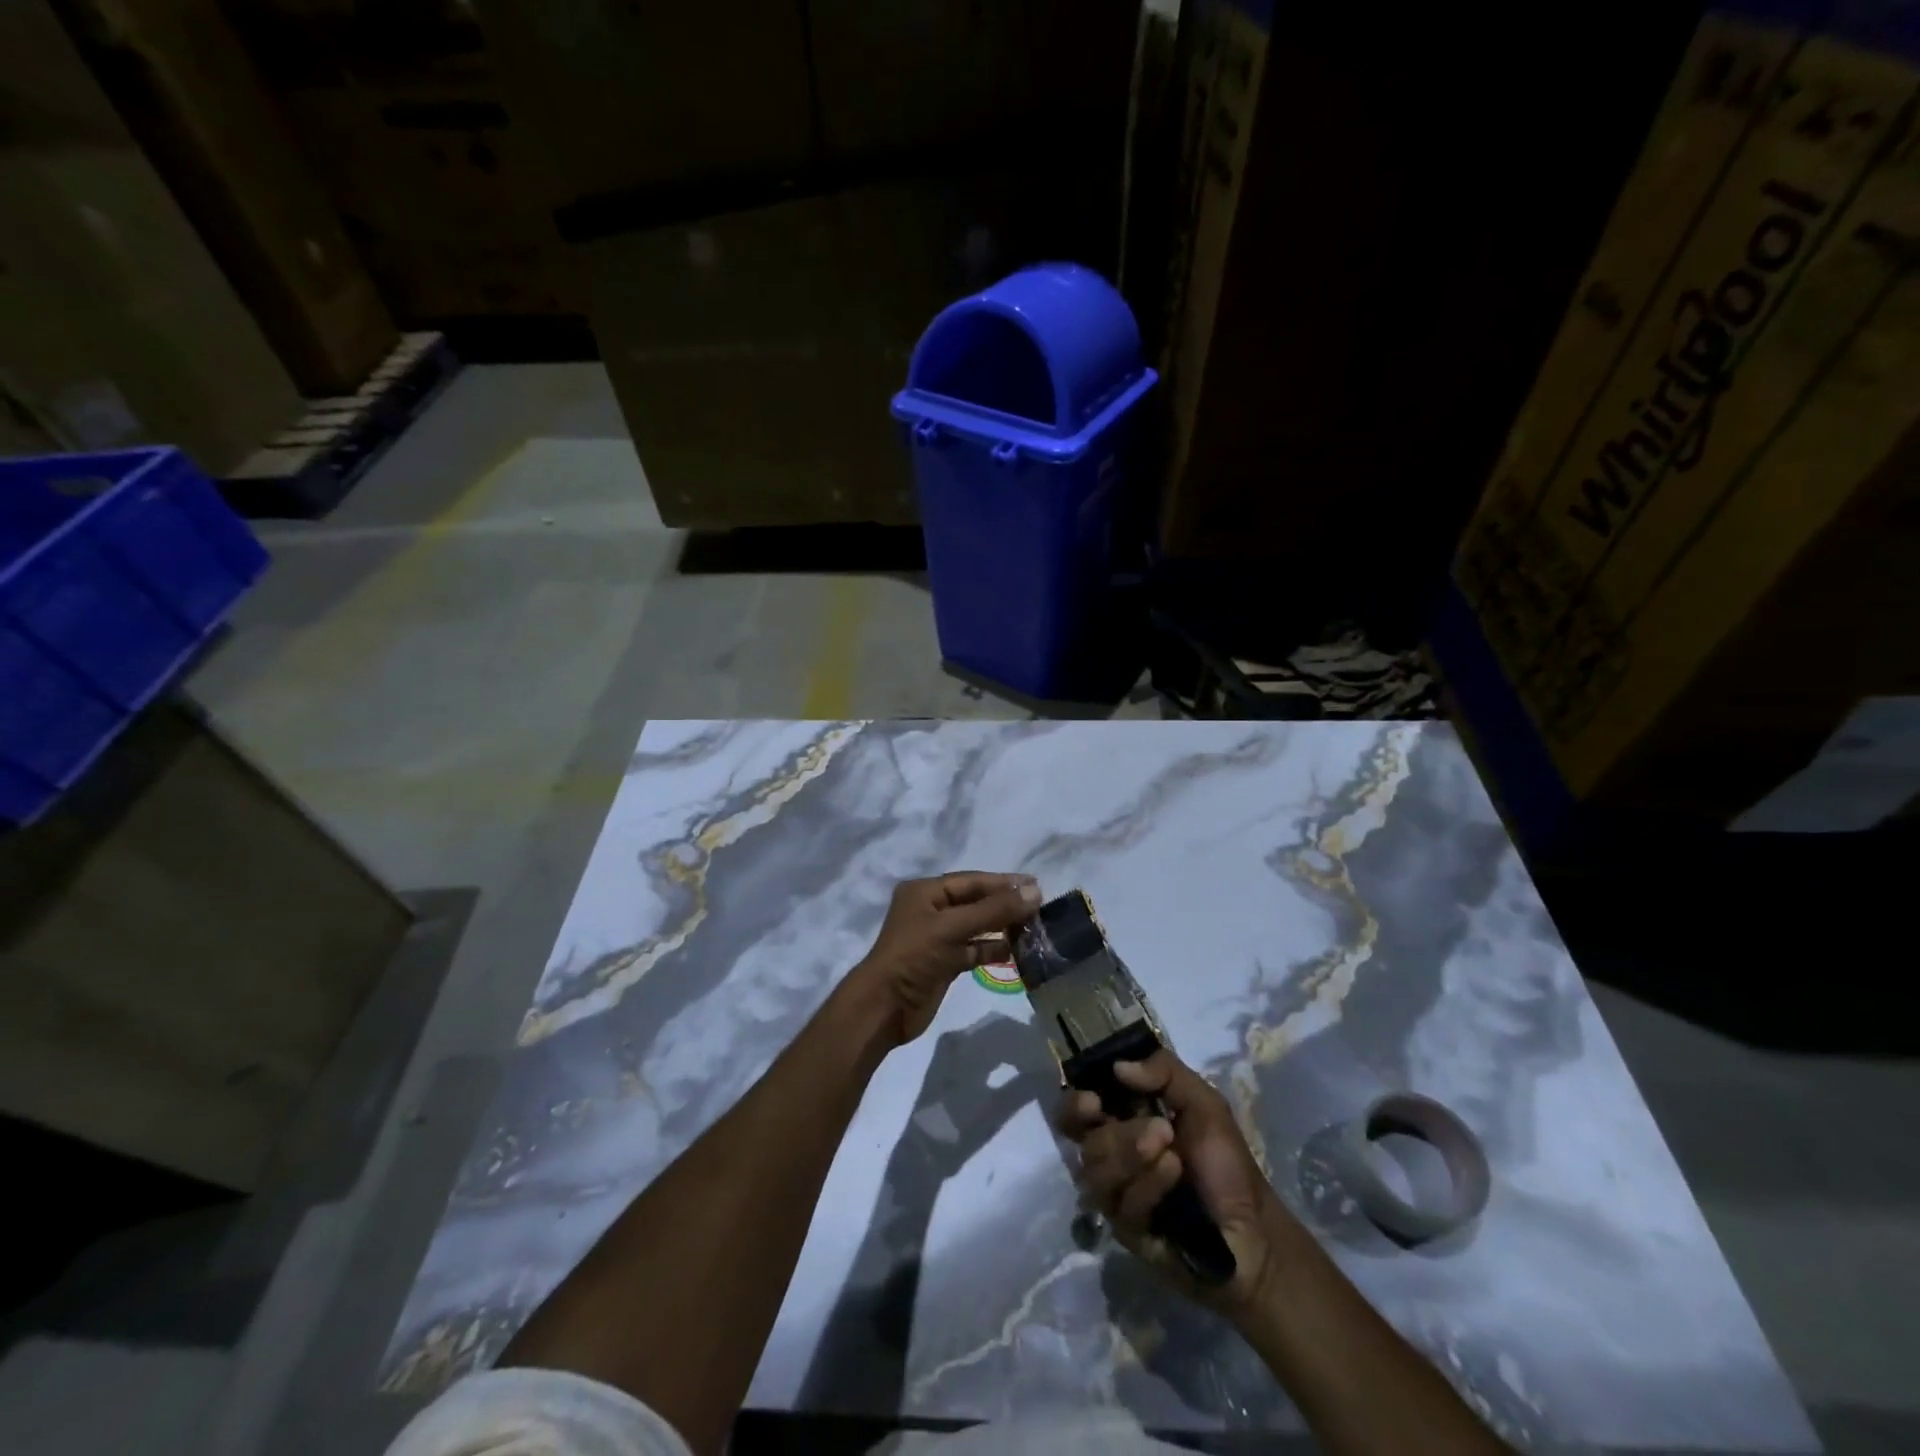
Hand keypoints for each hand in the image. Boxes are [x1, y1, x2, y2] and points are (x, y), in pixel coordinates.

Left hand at [849, 872, 1041, 1044]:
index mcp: (924, 892)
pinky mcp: (945, 962)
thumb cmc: (914, 956)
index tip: (1036, 885)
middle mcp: (931, 910)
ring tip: (1034, 928)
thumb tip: (1035, 891)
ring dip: (1002, 926)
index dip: (1003, 883)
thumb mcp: (953, 927)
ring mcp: (938, 938)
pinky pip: (974, 949)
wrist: (885, 1007)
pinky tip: (1017, 950)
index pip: (971, 881)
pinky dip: (993, 949)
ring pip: (977, 926)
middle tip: (1040, 906)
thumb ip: (994, 909)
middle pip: (975, 902)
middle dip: (1005, 904)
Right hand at [1056, 1050, 1283, 1315]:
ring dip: (1134, 1155)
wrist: (1253, 1231)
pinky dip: (1150, 1184)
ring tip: (1172, 1152)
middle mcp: (1111, 1156)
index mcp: (1122, 1122)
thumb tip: (1118, 1066)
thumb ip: (1165, 1072)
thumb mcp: (1204, 1103)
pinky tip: (1175, 1175)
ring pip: (1096, 1171)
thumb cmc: (1225, 1162)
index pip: (1076, 1112)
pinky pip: (1122, 1203)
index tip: (1093, 1099)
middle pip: (1083, 1141)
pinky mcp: (1126, 1230)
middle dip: (1117, 1133)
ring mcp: (1116, 1195)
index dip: (1075, 1105)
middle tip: (1155, 1128)